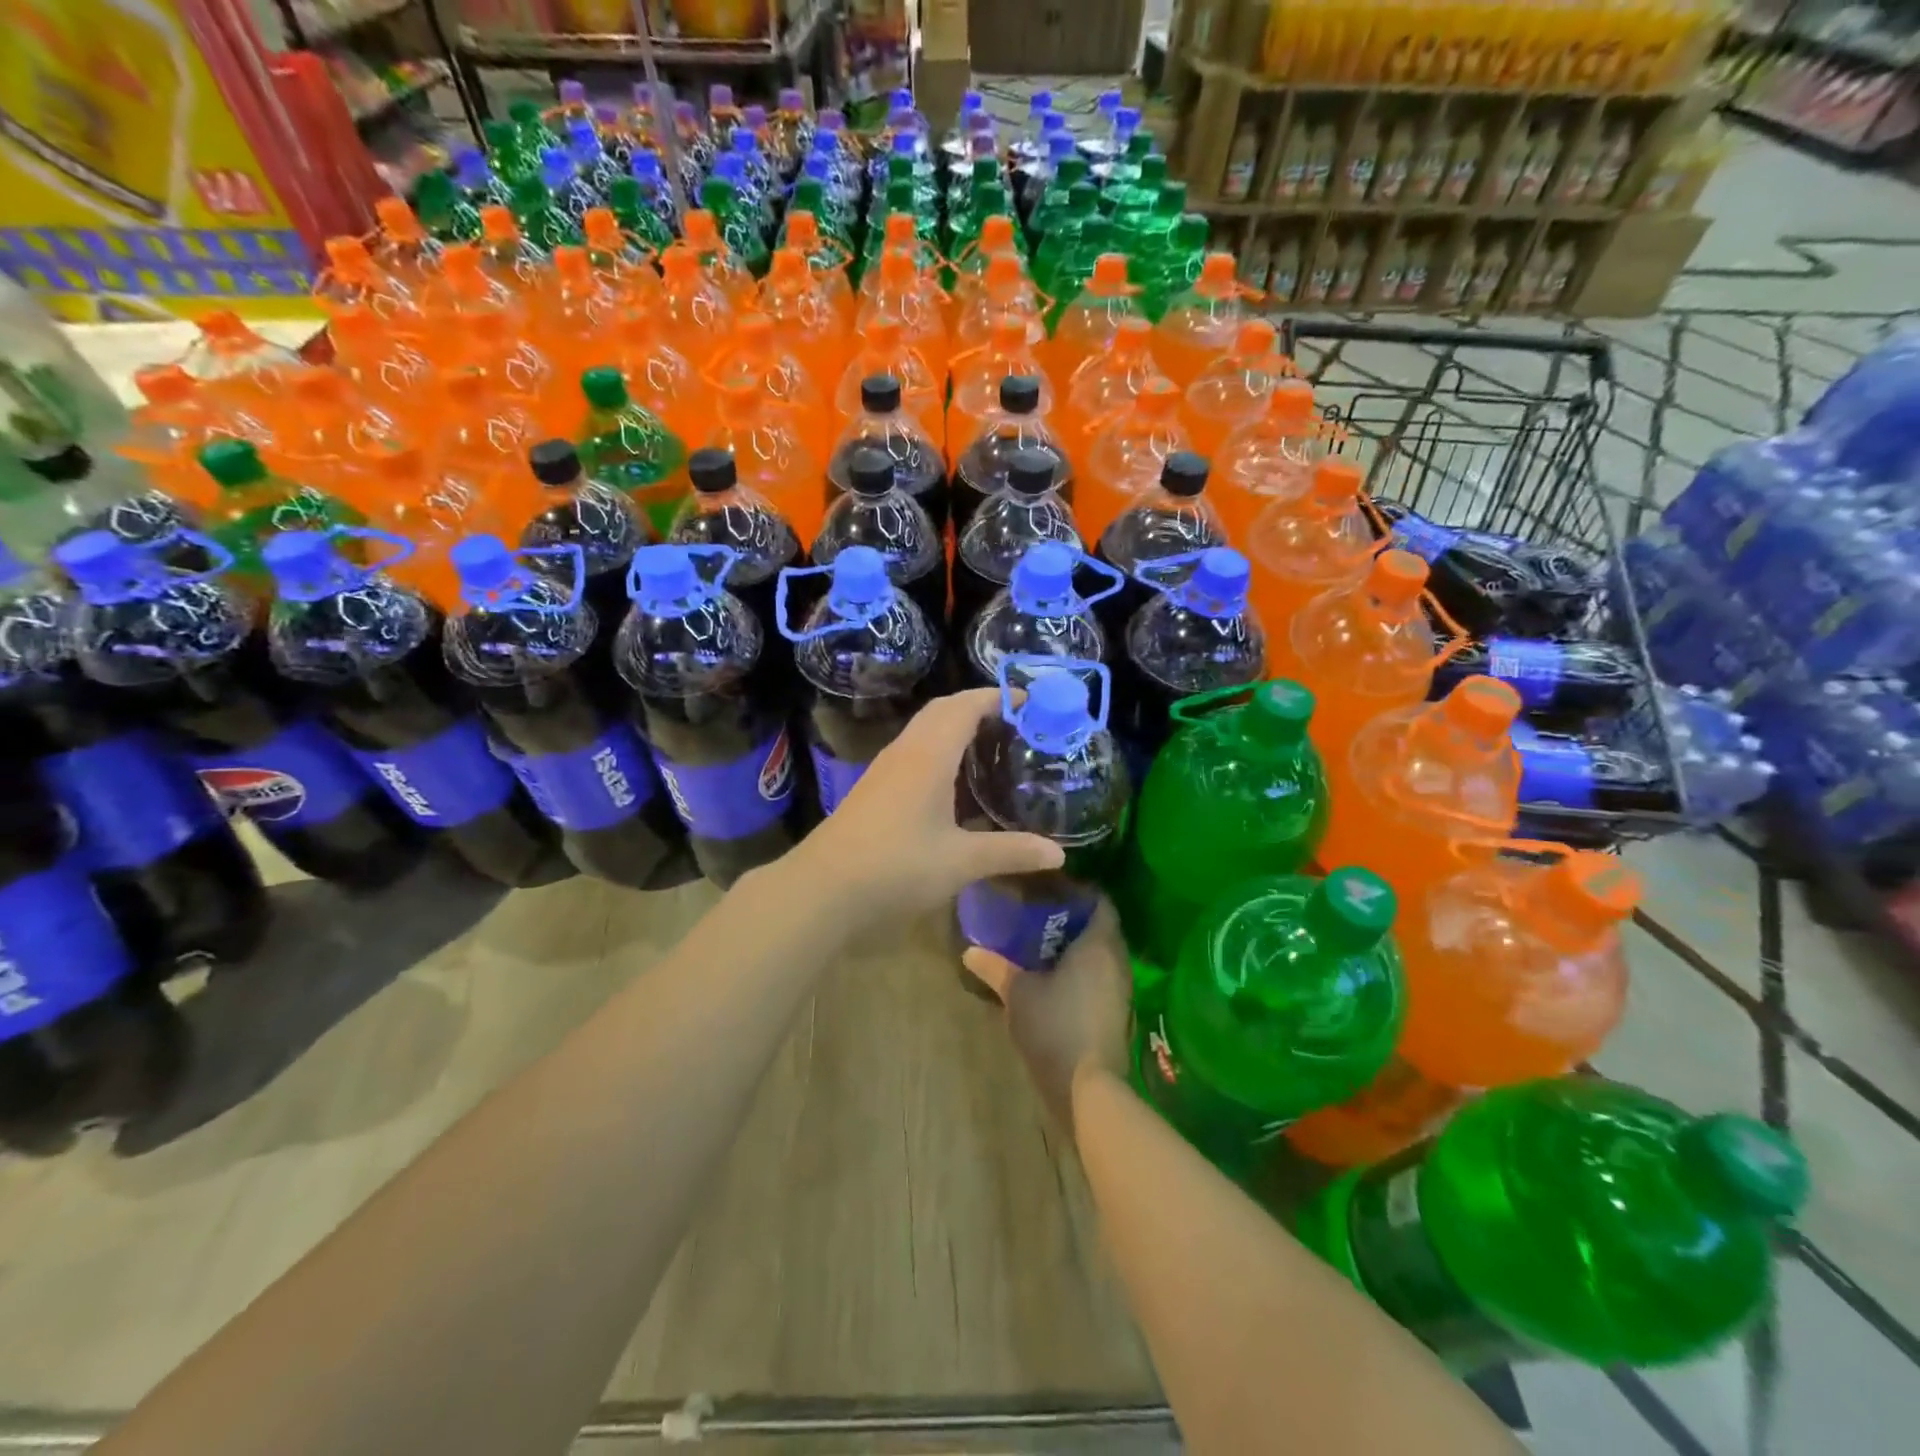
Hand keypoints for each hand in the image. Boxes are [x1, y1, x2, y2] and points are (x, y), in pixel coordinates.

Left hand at [793, 688, 1064, 921]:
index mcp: (929, 755)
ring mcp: (884, 769)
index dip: (996, 697)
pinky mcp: (873, 788)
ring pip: (923, 730)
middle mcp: (905, 751)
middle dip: (976, 706)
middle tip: (1012, 721)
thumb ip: (1010, 852)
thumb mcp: (961, 861)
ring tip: (988, 745)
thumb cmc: (897, 866)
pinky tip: (951, 782)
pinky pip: (912, 750)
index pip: (965, 707)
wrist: (824, 887)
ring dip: (954, 726)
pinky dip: (938, 748)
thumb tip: (1058, 855)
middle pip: (942, 710)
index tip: (1027, 700)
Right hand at [963, 899, 1132, 1127]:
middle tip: (1039, 913)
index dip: (1077, 890)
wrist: (1087, 1088)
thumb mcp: (1017, 993)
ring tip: (1042, 943)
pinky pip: (1102, 975)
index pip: (1099, 900)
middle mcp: (1117, 959)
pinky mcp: (1117, 1011)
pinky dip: (1083, 969)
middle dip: (1073, 917)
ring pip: (1102, 952)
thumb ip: (995, 967)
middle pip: (1100, 925)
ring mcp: (1121, 987)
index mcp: (1098, 943)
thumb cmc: (1055, 1026)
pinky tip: (1055, 977)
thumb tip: (969, 951)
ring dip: (1078, 945)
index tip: (1049, 889)